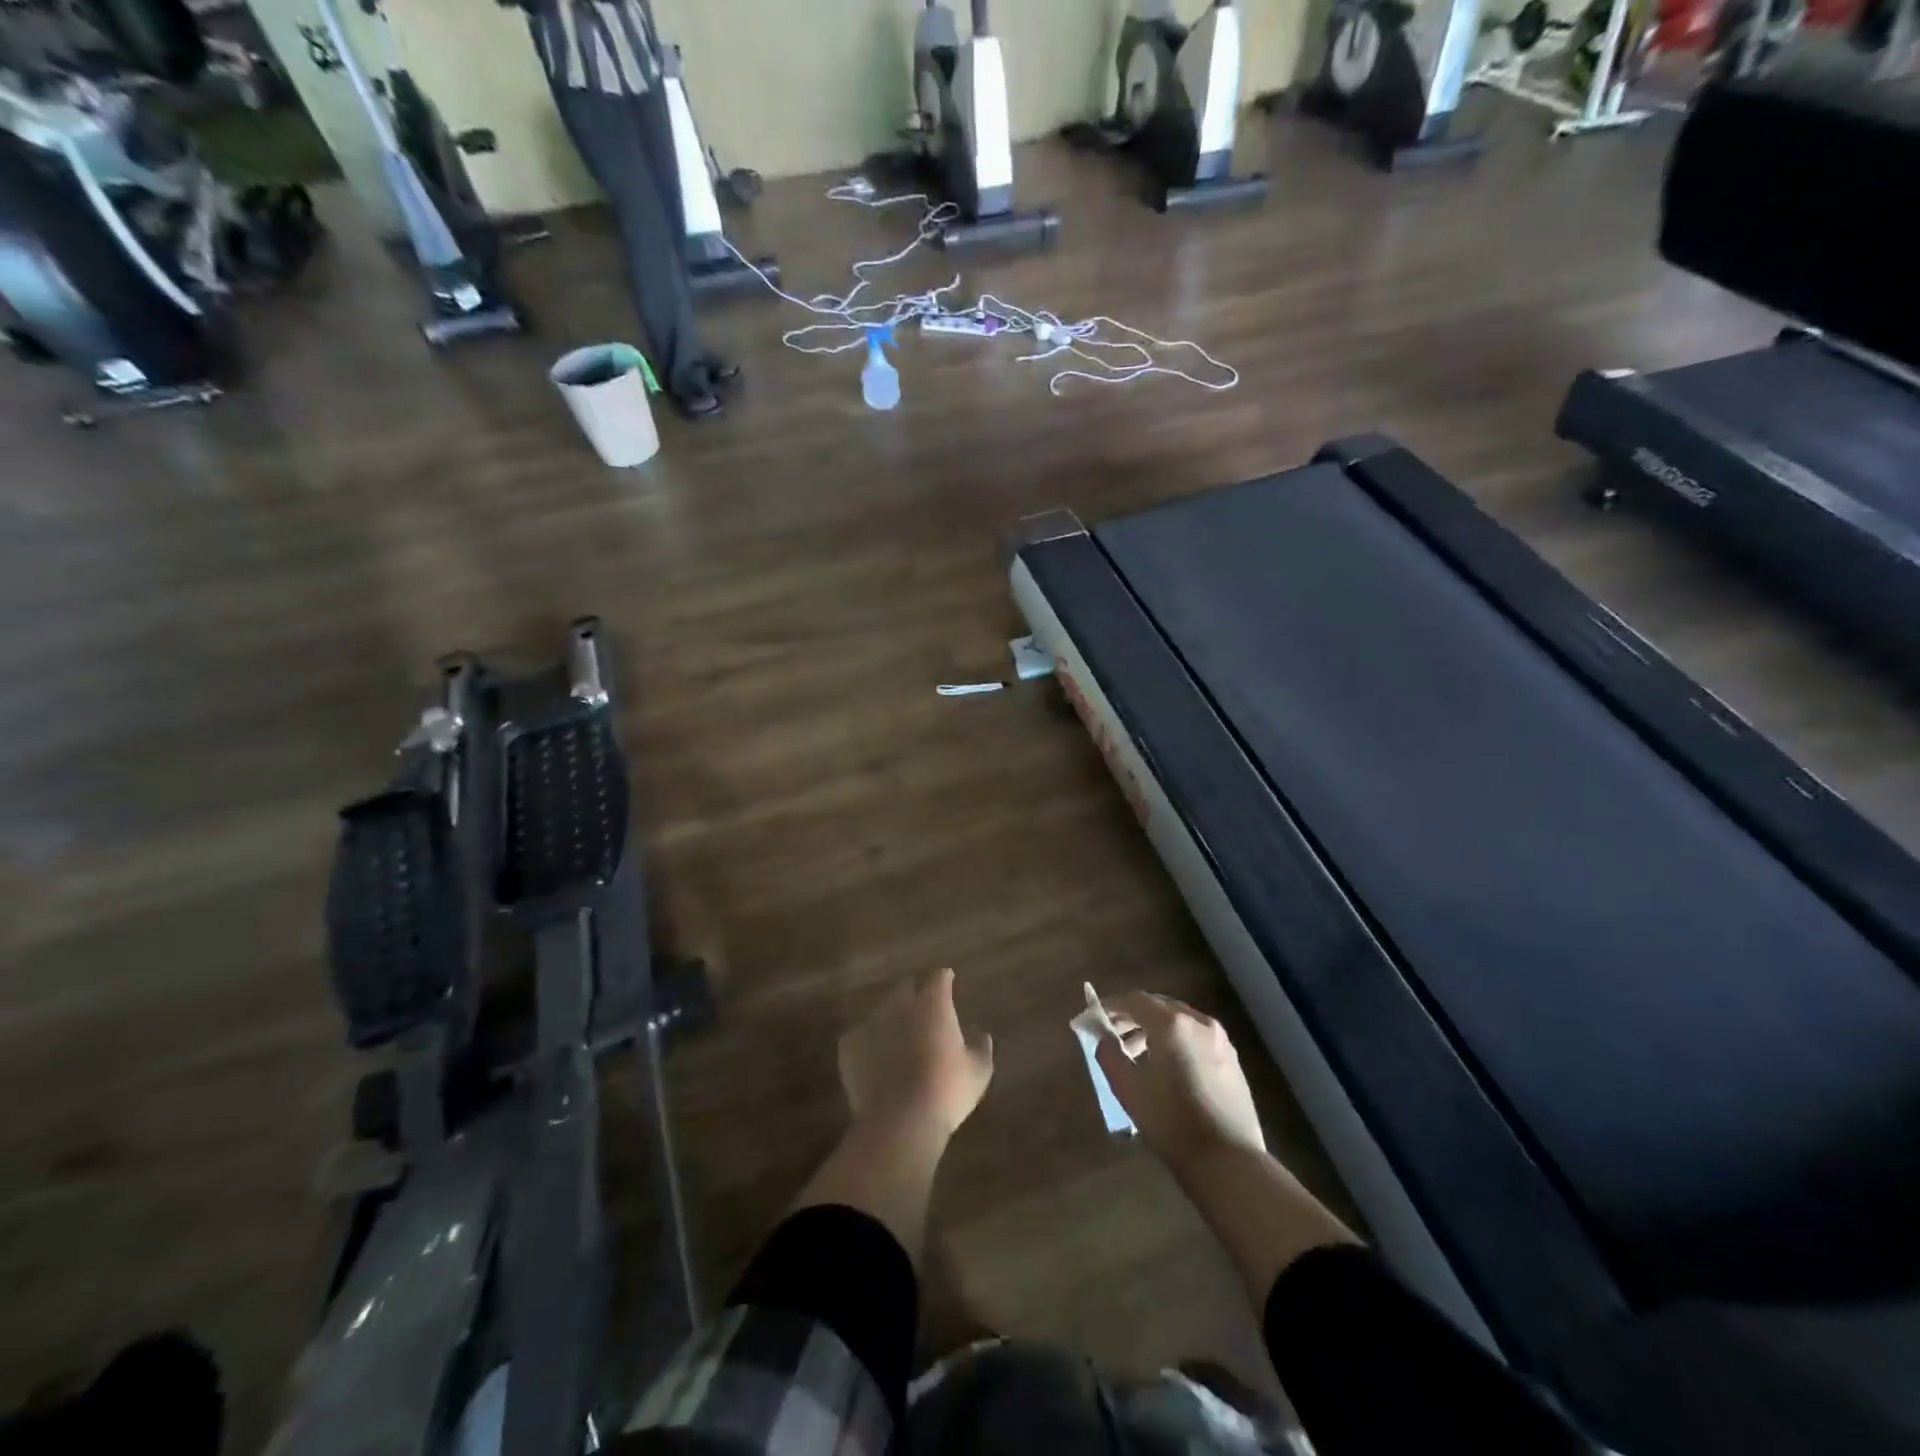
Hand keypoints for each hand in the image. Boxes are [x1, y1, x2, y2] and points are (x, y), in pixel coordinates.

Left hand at [839, 968, 993, 1142]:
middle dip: (914, 995)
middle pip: (906, 988)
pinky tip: (875, 1062)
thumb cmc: (948, 1091)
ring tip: (897, 1042)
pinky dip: (868, 1044)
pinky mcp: (849, 1045)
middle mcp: (900, 1003)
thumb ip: (981, 1047)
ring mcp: (871, 1021)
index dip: (944, 980)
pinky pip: (860, 1036)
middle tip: (922, 1014)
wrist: (900, 1120)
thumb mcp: (978, 1071)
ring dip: (890, 1021)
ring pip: (881, 1012)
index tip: (948, 982)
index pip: (939, 977)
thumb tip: (982, 1034)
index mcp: (933, 1003)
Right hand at [1096, 992, 1265, 1173]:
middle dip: (1133, 1017)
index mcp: (1171, 1024)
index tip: (1095, 1018)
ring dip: (1154, 1029)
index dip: (1111, 1006)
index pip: (1134, 1000)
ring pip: (1179, 1020)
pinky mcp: (1231, 1058)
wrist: (1228, 1161)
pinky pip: (1195, 1036)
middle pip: (1158, 1006)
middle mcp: (1198, 1021)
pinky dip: (1176, 1040)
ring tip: (1137, 1055)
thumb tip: (1104, 1039)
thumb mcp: (1128, 1089)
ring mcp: (1219, 1039)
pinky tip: (1167, 1067)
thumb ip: (1110, 1055)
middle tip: (1114, 1036)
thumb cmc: (1171, 1123)